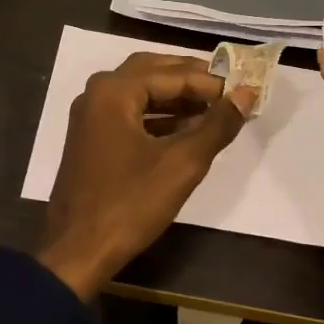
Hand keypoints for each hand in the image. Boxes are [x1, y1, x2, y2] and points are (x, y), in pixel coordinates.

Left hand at [36, 53, 254, 299]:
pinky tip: (188, 130)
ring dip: (177, 98)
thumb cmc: (130, 203)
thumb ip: (217, 125)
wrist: (77, 251)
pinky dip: (159, 117)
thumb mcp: (182, 163)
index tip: (246, 88)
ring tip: (216, 108)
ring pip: (141, 93)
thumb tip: (246, 94)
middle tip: (229, 89)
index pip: (173, 74)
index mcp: (114, 91)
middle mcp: (98, 93)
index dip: (212, 81)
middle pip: (153, 72)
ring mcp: (91, 117)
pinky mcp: (92, 139)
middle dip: (192, 79)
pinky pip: (131, 114)